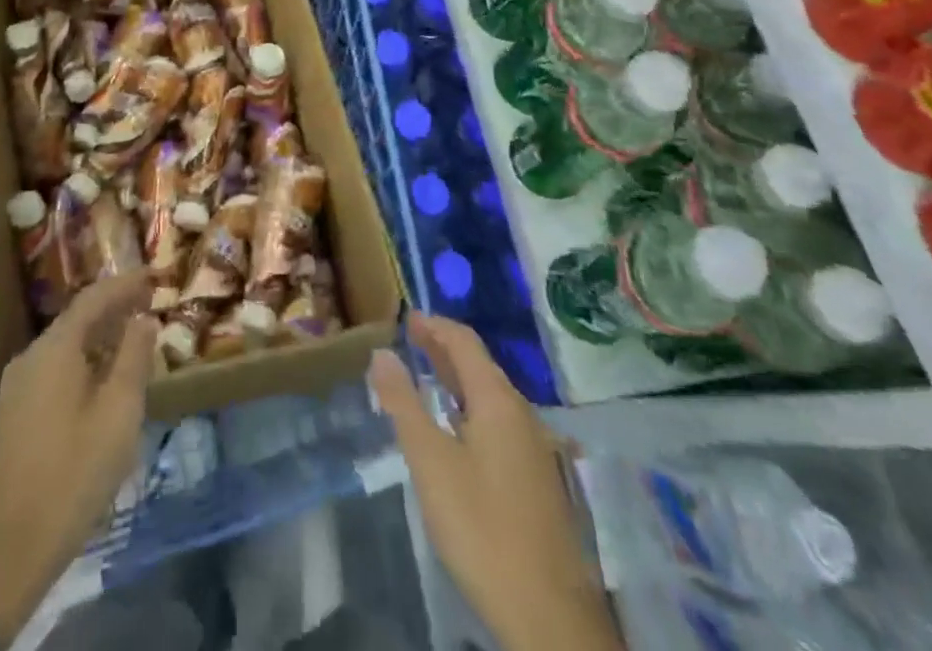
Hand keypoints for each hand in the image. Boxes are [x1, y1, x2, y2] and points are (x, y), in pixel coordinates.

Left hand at [0, 272, 156, 646]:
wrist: (7, 551)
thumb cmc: (72, 475)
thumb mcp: (118, 414)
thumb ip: (133, 359)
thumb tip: (143, 319)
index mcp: (54, 349)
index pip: (93, 298)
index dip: (124, 284)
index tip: (153, 275)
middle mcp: (30, 357)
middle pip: (76, 319)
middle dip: (113, 308)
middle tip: (149, 303)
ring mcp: (17, 387)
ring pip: (65, 345)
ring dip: (99, 336)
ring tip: (133, 338)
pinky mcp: (14, 414)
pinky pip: (54, 368)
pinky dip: (82, 360)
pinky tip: (102, 378)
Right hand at [371, 315, 620, 650]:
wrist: (549, 614)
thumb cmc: (482, 528)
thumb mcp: (431, 463)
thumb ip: (404, 404)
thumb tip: (381, 353)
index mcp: (498, 400)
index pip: (465, 342)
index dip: (435, 325)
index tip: (407, 316)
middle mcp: (522, 413)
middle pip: (480, 365)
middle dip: (444, 348)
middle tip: (411, 339)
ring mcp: (535, 446)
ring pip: (491, 396)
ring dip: (458, 379)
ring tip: (428, 377)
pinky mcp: (538, 477)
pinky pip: (500, 421)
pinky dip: (471, 407)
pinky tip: (458, 429)